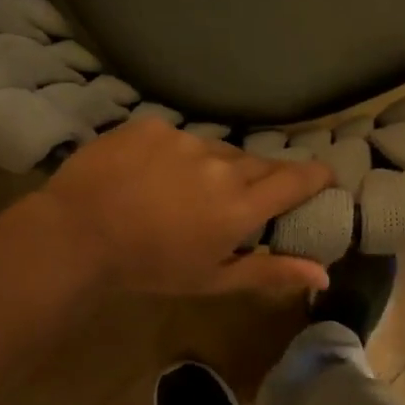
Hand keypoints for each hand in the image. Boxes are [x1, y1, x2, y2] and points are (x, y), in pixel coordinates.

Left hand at [37, 120, 333, 294]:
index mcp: (240, 206)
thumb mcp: (214, 279)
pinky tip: (154, 175)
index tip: (326, 177)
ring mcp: (186, 140)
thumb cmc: (151, 267)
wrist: (78, 234)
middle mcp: (222, 165)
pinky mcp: (153, 126)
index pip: (296, 180)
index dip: (317, 176)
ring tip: (189, 191)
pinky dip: (177, 155)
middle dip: (260, 179)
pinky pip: (179, 138)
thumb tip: (324, 276)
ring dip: (216, 168)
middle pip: (259, 164)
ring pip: (218, 150)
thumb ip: (271, 272)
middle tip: (242, 199)